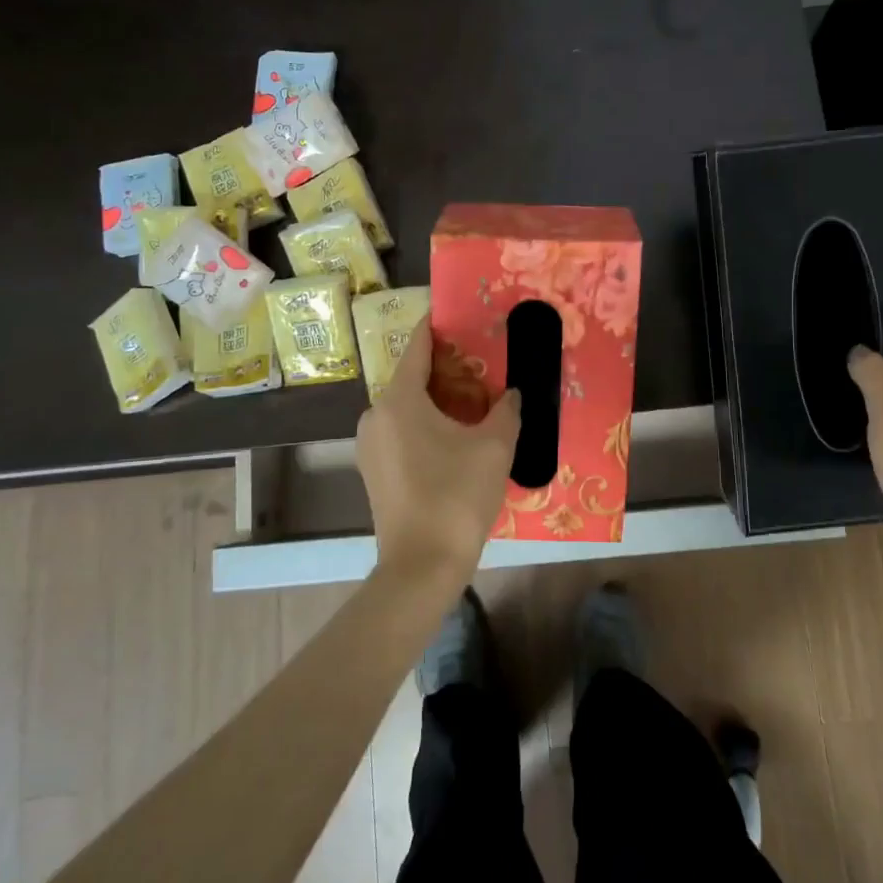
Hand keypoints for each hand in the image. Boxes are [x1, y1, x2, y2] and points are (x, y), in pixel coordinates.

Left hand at [357, 319, 520, 589]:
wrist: (421, 567)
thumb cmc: (456, 496)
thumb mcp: (494, 447)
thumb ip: (506, 411)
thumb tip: (512, 394)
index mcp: (399, 399)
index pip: (417, 346)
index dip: (438, 327)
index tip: (459, 315)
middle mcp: (376, 415)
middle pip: (412, 377)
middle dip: (446, 368)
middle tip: (483, 364)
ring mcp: (371, 445)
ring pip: (407, 406)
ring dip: (438, 399)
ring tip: (475, 400)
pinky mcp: (374, 470)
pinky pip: (401, 431)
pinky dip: (426, 424)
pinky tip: (455, 436)